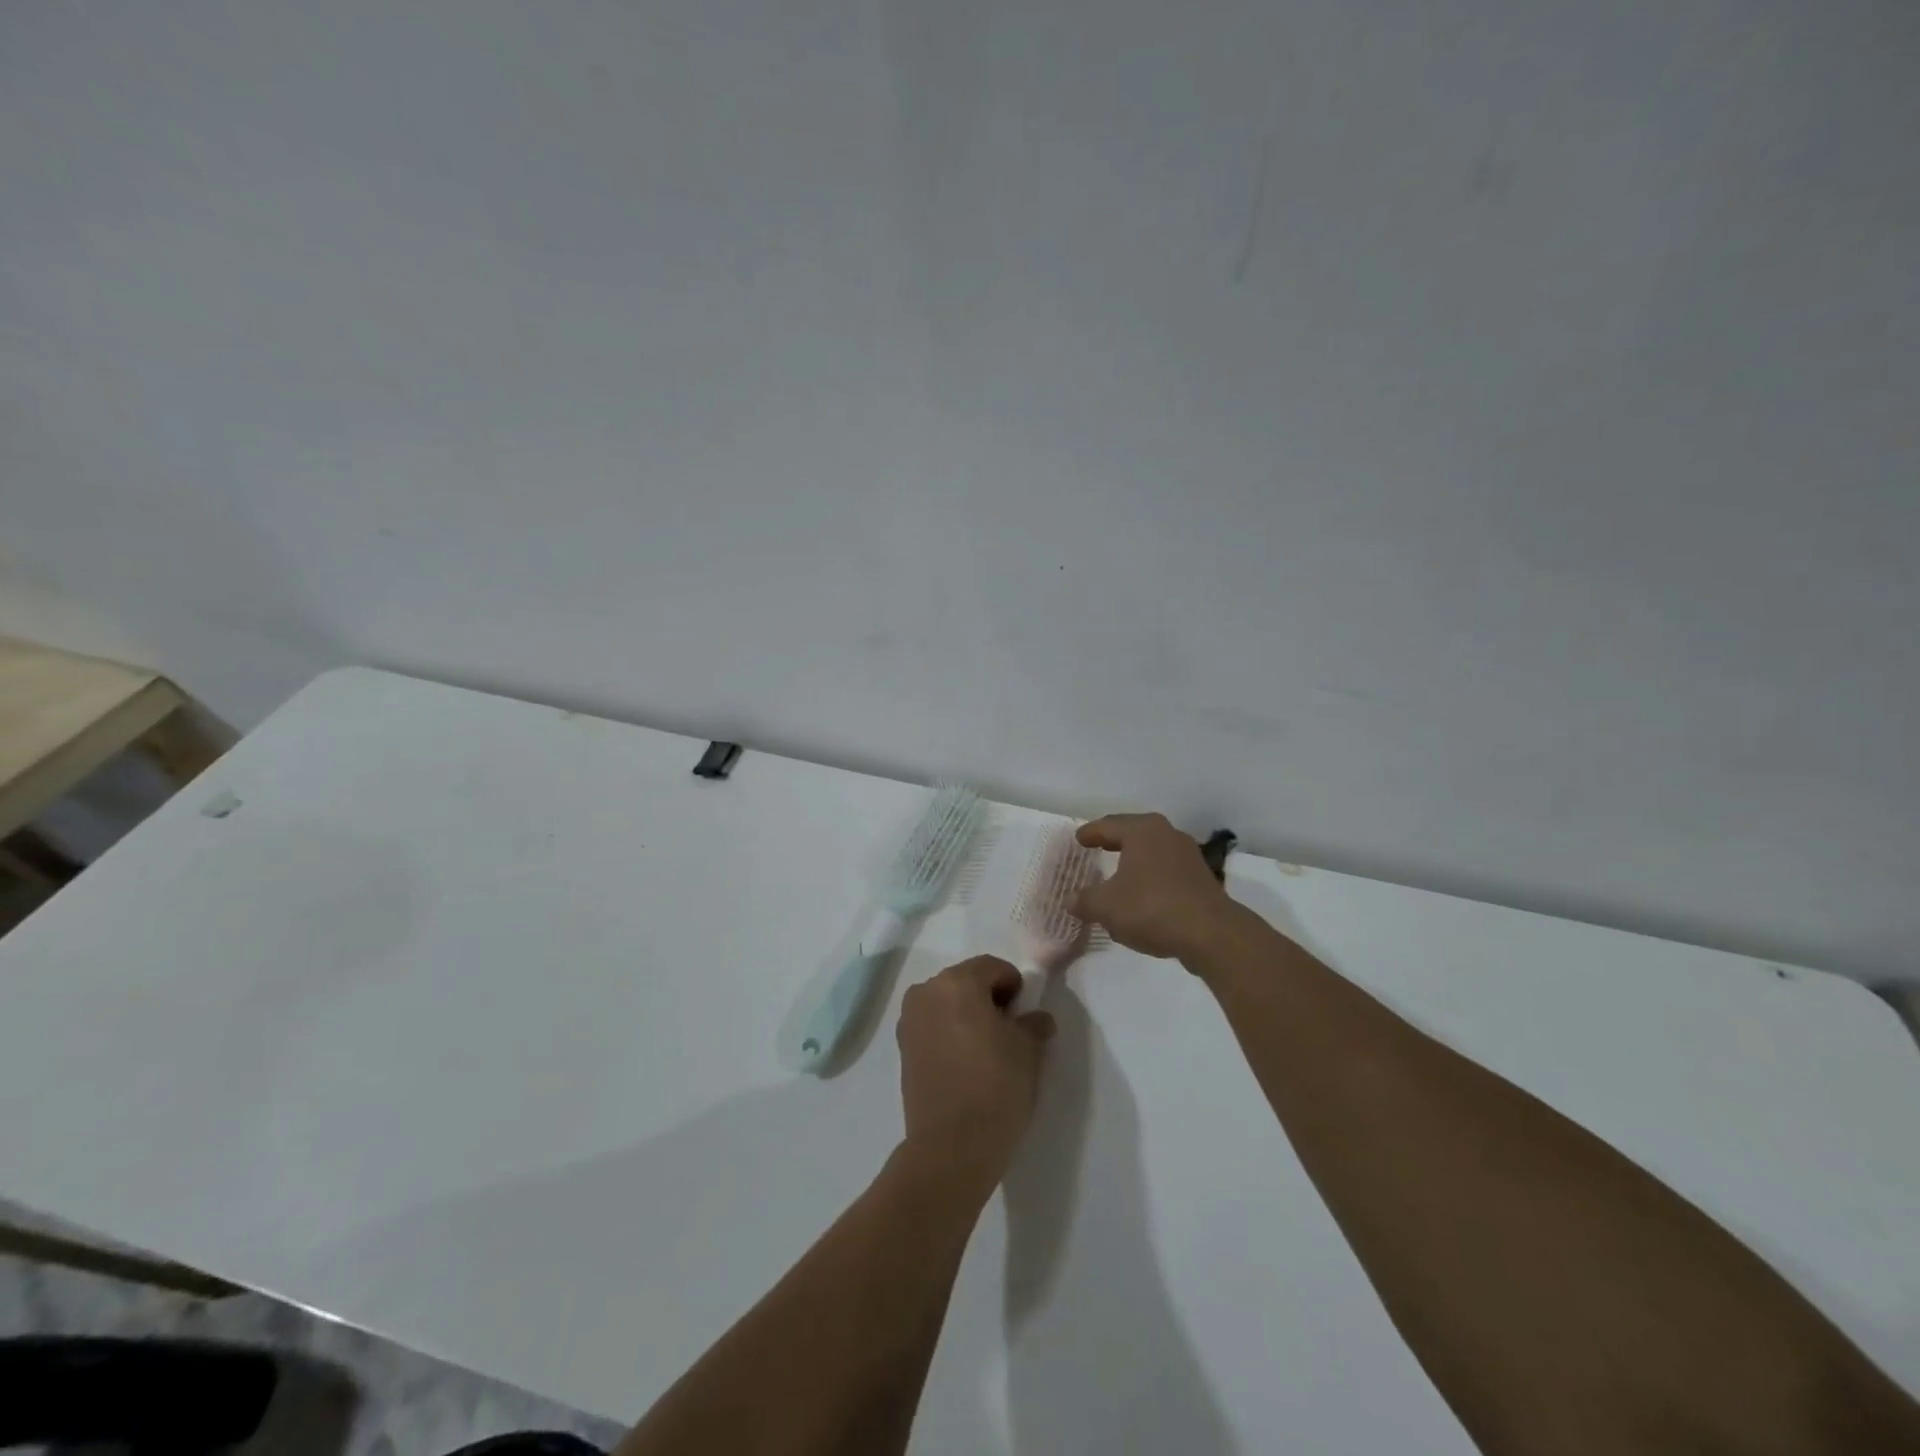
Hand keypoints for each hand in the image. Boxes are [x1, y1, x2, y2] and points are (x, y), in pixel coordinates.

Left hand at [896, 957, 1054, 1196]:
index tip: (1025, 1015)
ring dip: (967, 1015)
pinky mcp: (902, 1049)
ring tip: (987, 1050)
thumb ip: (1033, 1024)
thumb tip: (1036, 1018)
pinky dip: (950, 1033)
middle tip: (1009, 1031)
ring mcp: (909, 1020)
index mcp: (957, 982)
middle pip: (966, 981)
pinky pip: (933, 1026)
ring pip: (947, 1003)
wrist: (951, 1147)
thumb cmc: (995, 1087)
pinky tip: (966, 1063)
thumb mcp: (1028, 1050)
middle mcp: (926, 992)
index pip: (993, 967)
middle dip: (989, 998)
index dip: (1014, 986)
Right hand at [1071, 813, 1235, 960]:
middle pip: (1133, 831)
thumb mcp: (1106, 907)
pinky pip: (1166, 868)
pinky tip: (1143, 892)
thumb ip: (1084, 901)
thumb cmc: (1151, 908)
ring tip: (1118, 869)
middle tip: (1097, 845)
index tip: (1078, 839)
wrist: (1211, 934)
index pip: (1108, 825)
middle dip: (1114, 839)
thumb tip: (1070, 900)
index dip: (1090, 833)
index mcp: (1141, 830)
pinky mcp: (1201, 877)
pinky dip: (1150, 874)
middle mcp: (1166, 834)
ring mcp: (1188, 854)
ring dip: (1134, 858)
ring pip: (1152, 849)